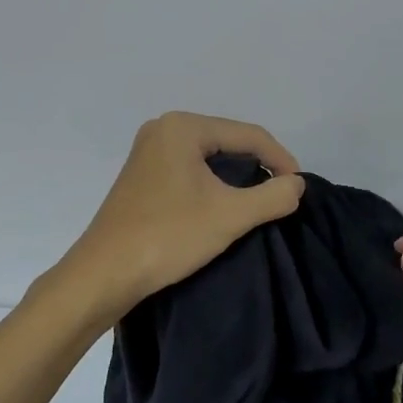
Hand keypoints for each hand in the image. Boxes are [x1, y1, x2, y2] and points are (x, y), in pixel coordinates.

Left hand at [61, 112, 304, 316]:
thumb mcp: (231, 216)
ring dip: (238, 176)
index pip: (249, 135)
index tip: (298, 188)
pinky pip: (192, 169)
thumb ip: (273, 196)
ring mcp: (149, 152)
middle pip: (230, 141)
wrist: (103, 275)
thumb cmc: (168, 237)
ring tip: (259, 201)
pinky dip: (215, 183)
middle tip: (281, 193)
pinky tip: (225, 204)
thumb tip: (297, 185)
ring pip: (211, 156)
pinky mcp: (143, 175)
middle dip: (260, 166)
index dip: (280, 159)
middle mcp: (164, 129)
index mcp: (183, 128)